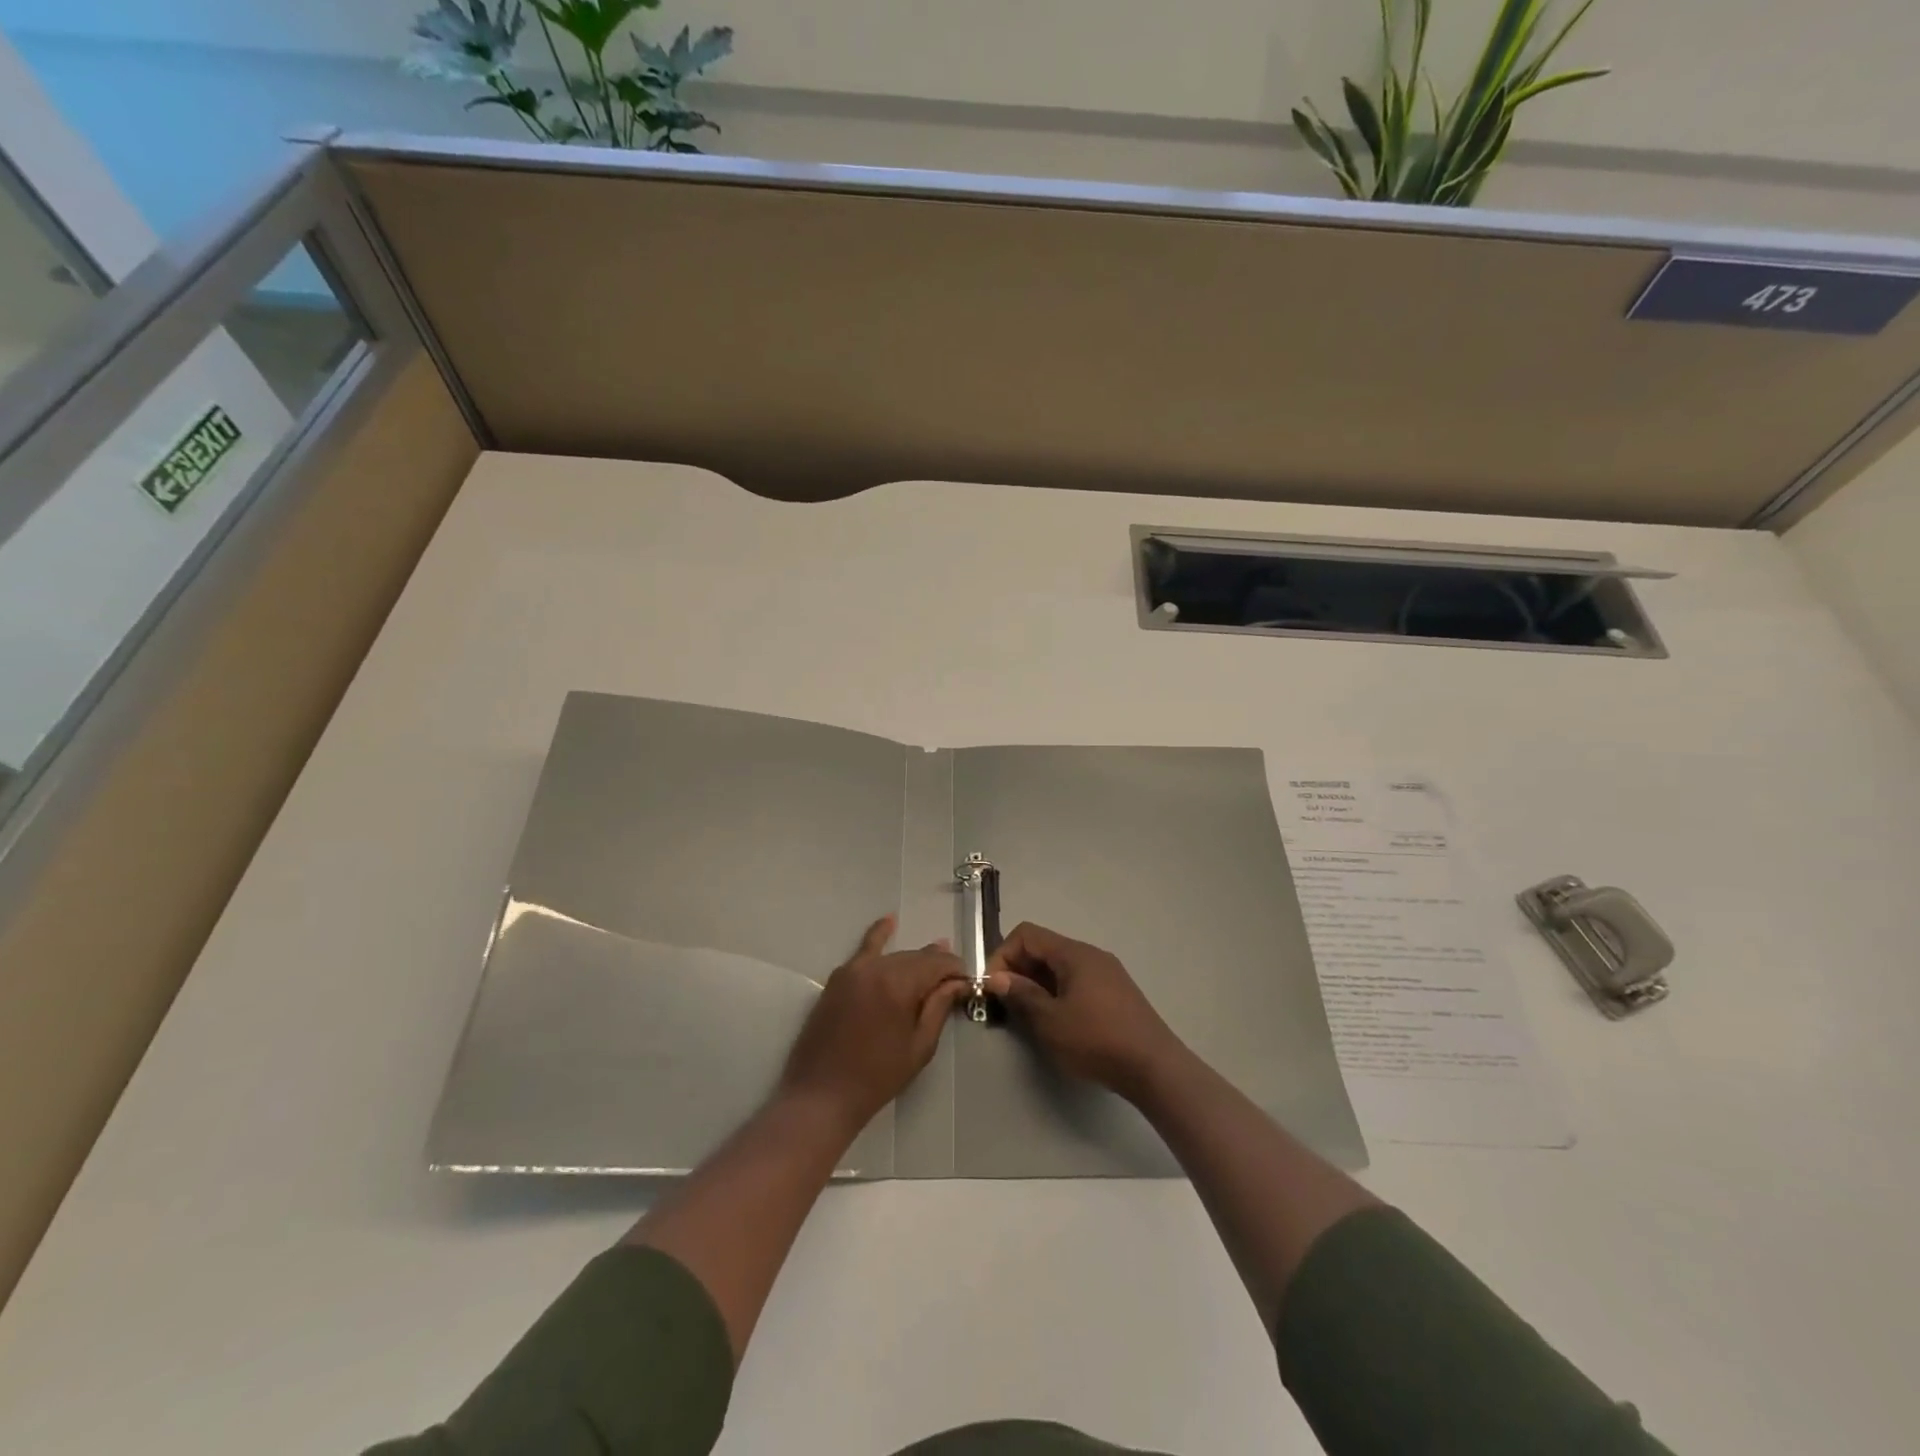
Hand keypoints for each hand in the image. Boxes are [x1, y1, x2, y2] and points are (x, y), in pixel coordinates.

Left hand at [779, 916, 968, 1132]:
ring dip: (914, 960)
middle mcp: (877, 968)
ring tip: (935, 956)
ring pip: (895, 956)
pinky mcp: (839, 978)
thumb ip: (938, 1008)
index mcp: (899, 985)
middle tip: (953, 981)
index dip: (956, 972)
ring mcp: (854, 970)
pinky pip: (864, 950)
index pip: (938, 965)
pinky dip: (879, 935)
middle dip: (937, 966)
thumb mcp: (919, 1046)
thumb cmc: (876, 1078)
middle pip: (917, 958)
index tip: (968, 984)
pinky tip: (890, 921)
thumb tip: (957, 983)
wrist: (821, 1095)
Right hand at [986, 922, 1183, 1101]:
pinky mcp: (1115, 993)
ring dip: (1037, 984)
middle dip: (1018, 970)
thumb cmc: (1097, 1040)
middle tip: (1005, 1004)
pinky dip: (1057, 992)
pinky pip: (1076, 980)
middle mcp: (1090, 954)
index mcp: (1074, 953)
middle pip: (1043, 948)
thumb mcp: (1050, 1021)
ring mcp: (1106, 973)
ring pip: (1059, 966)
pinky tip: (1057, 1021)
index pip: (1027, 935)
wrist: (1154, 1067)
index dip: (1003, 955)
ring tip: (1028, 1015)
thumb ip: (1021, 995)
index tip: (992, 987)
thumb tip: (997, 977)